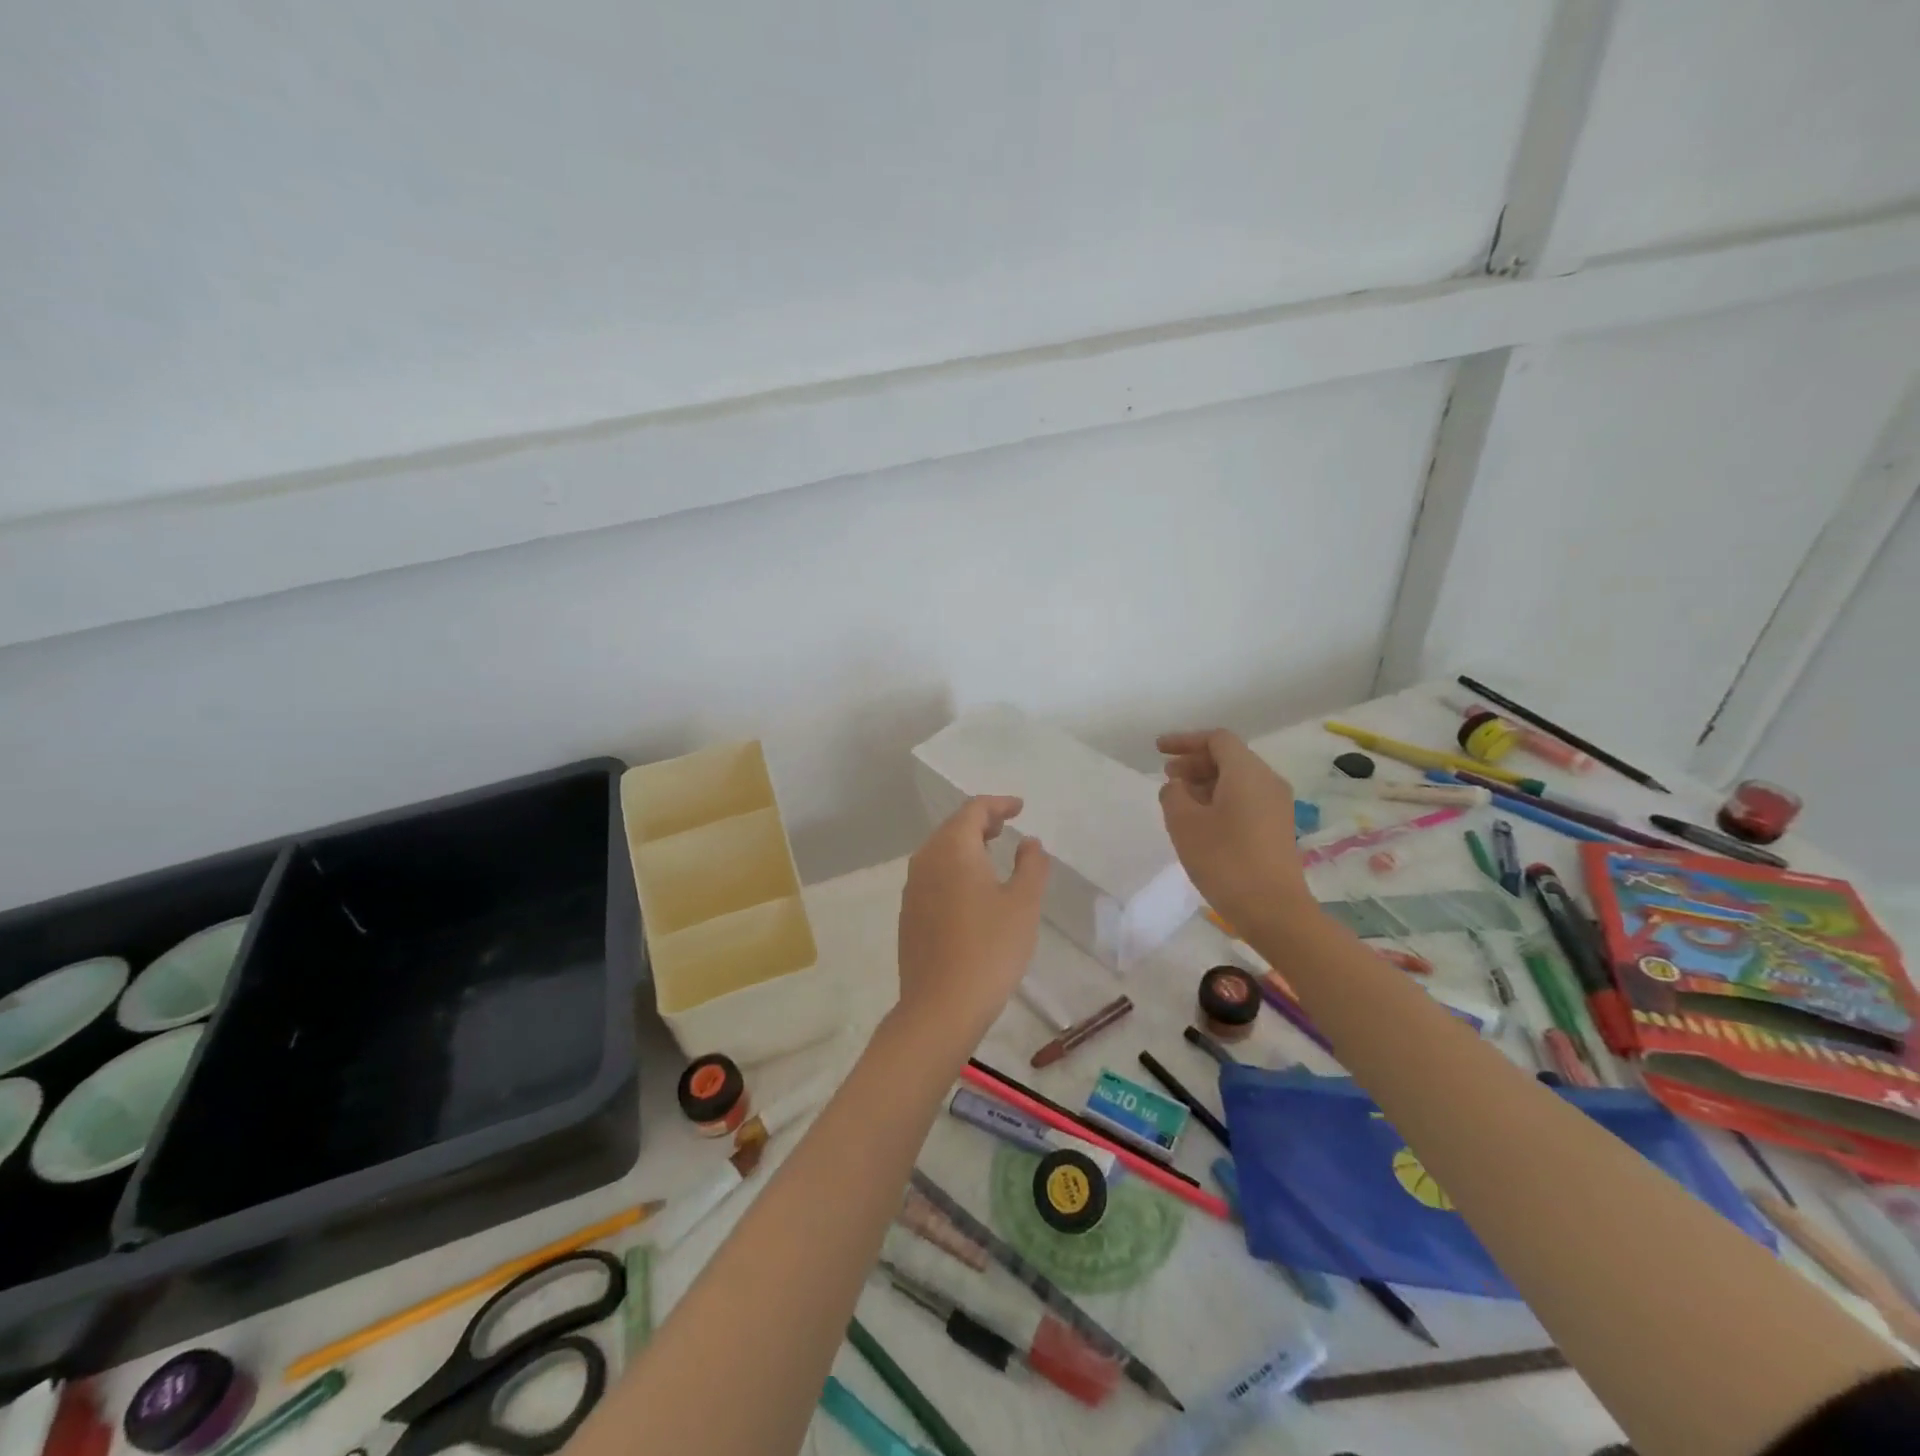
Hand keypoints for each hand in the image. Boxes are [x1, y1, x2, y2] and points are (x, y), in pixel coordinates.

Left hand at [896, 796, 1049, 1043]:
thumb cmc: (990, 949)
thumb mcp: (1024, 904)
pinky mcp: (909, 915)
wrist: (940, 1007)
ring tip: (990, 851)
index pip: (973, 811)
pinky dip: (953, 869)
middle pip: (952, 828)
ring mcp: (912, 889)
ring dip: (965, 845)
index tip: (1019, 807)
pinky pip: (932, 876)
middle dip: (980, 821)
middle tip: (1005, 825)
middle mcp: (926, 861)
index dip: (998, 804)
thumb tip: (1029, 842)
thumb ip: (1031, 866)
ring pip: (939, 852)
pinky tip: (970, 889)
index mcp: (952, 849)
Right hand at [1158, 729, 1313, 936]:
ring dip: (1205, 782)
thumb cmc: (1224, 860)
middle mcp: (1267, 781)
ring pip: (1237, 779)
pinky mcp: (1277, 827)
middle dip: (1194, 762)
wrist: (1273, 910)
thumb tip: (1177, 785)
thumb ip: (1173, 794)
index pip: (1216, 739)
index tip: (1158, 750)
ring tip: (1178, 800)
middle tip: (1166, 777)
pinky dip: (1220, 798)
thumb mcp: (1184, 823)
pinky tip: (1200, 821)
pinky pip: (1245, 799)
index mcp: (1247, 772)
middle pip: (1228, 757)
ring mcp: (1276, 805)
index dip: (1185, 740)